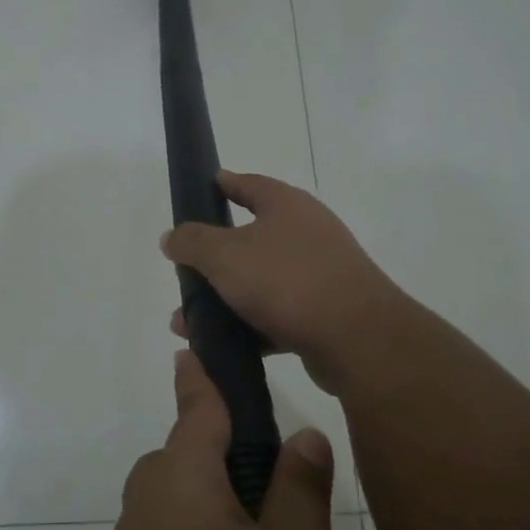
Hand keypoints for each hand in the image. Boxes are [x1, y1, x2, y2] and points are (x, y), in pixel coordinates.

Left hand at [55, 350, 338, 529]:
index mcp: (181, 476)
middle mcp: (146, 505)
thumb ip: (298, 490)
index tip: (200, 344)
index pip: (200, 404)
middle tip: (289, 483)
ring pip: (186, 512)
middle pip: (192, 459)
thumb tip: (300, 433)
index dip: (209, 374)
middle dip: (232, 458)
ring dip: (226, 517)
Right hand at [162, 171, 406, 394]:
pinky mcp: (325, 313)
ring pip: (260, 282)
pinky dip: (249, 326)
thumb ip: (192, 242)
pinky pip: (277, 314)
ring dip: (225, 299)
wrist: (357, 338)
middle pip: (251, 238)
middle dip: (213, 259)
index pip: (250, 184)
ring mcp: (319, 274)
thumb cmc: (286, 279)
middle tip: (185, 272)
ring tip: (188, 323)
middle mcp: (307, 233)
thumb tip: (172, 236)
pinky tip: (223, 345)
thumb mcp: (224, 255)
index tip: (205, 186)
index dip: (225, 184)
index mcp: (287, 206)